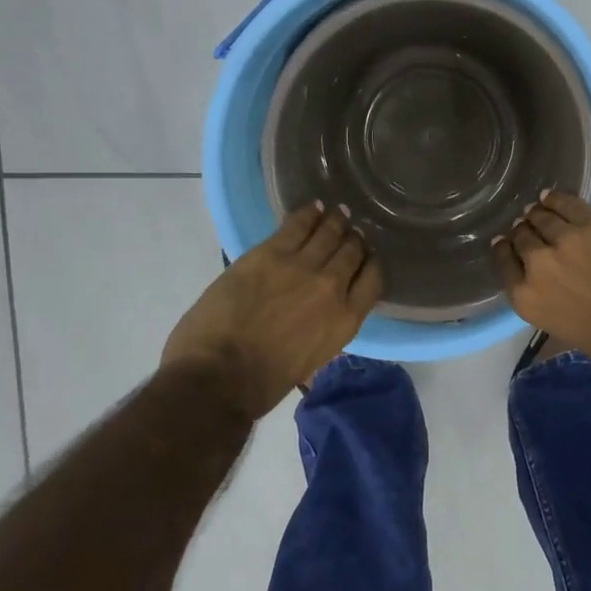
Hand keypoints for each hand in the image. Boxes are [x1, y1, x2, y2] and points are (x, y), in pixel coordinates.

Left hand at [161, 203, 382, 418]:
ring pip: (328, 233)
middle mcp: (333, 287)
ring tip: (338, 214)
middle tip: (352, 232)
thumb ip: (325, 329)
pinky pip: (297, 225)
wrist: (218, 376)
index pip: (373, 279)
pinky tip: (313, 208)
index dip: (370, 264)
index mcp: (346, 320)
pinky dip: (308, 215)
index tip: (366, 258)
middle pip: (352, 251)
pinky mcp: (271, 253)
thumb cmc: (262, 383)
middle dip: (354, 240)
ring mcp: (302, 266)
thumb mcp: (312, 359)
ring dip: (335, 222)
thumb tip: (322, 315)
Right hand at [491, 191, 590, 376]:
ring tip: (538, 210)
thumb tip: (558, 291)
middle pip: (522, 238)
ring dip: (539, 214)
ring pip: (544, 217)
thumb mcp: (569, 331)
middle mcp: (538, 264)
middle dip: (523, 231)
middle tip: (526, 226)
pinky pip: (569, 204)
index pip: (505, 264)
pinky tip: (552, 198)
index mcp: (528, 298)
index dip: (505, 250)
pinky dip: (558, 200)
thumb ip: (554, 305)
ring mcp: (566, 239)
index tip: (506, 243)